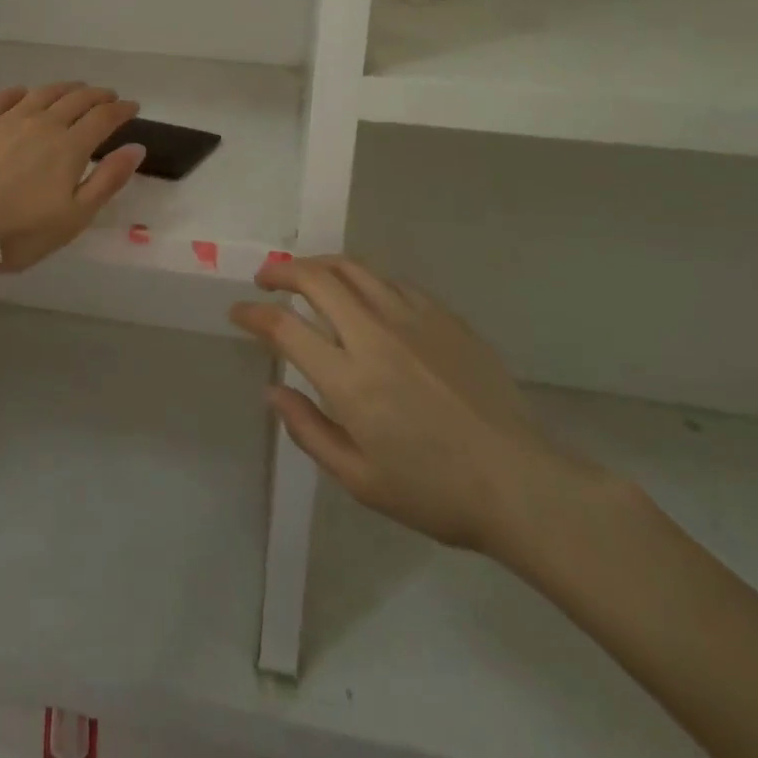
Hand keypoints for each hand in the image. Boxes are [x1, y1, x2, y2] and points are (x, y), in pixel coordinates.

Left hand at [0, 82, 146, 271]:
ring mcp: (6, 120)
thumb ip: (108, 179)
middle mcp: (42, 124)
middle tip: (108, 96)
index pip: (103, 118)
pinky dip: (18, 92)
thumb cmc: (22, 232)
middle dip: (97, 95)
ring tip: (74, 89)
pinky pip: (1, 98)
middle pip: (76, 100)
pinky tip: (23, 94)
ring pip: (42, 93)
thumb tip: (137, 147)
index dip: (121, 110)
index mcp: (69, 146)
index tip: (133, 106)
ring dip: (64, 88)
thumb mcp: (76, 216)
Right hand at [231, 255, 601, 561]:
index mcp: (350, 380)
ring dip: (320, 265)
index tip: (238, 313)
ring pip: (354, 268)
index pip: (285, 327)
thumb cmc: (434, 492)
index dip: (254, 314)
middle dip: (281, 271)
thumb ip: (308, 430)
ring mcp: (412, 318)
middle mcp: (375, 336)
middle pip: (316, 279)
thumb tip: (272, 391)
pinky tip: (362, 296)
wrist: (519, 482)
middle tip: (266, 279)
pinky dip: (363, 280)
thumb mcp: (360, 480)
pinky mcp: (443, 315)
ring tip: (306, 275)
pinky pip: (391, 282)